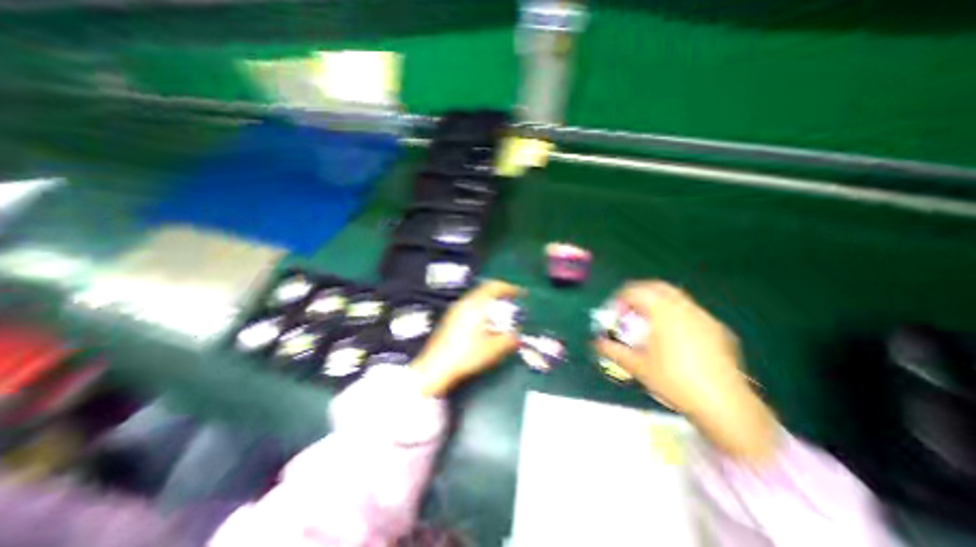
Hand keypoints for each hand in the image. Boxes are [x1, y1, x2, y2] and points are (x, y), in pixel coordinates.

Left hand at [408, 283, 522, 397]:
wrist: (436, 367)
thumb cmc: (466, 355)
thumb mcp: (493, 349)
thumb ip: (509, 339)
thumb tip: (518, 334)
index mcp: (475, 305)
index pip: (493, 287)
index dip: (509, 288)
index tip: (520, 293)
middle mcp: (464, 303)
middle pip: (485, 290)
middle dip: (500, 295)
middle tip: (512, 302)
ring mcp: (455, 310)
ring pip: (477, 298)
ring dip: (491, 302)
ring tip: (501, 314)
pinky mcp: (450, 319)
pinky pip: (470, 306)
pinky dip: (482, 309)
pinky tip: (485, 323)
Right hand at [595, 280, 779, 462]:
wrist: (725, 405)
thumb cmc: (674, 382)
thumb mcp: (638, 366)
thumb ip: (613, 351)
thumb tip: (596, 343)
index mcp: (663, 313)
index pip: (637, 291)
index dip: (621, 297)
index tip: (615, 311)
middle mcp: (685, 309)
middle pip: (657, 287)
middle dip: (640, 294)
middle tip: (630, 311)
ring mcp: (704, 317)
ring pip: (676, 297)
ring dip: (658, 303)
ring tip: (649, 323)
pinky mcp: (718, 329)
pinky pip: (690, 311)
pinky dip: (675, 314)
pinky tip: (674, 336)